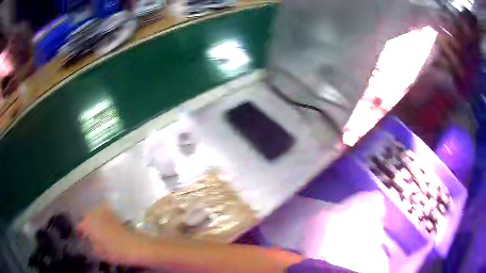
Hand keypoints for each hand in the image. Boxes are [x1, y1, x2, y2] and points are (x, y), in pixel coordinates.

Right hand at [77, 204, 145, 264]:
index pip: (80, 226)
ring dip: (94, 221)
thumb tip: (89, 240)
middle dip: (86, 225)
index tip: (80, 237)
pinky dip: (103, 220)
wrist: (134, 246)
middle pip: (87, 218)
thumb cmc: (114, 251)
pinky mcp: (115, 215)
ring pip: (96, 215)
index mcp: (88, 223)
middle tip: (88, 233)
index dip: (79, 232)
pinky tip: (106, 228)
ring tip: (96, 230)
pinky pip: (105, 215)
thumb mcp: (98, 252)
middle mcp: (94, 214)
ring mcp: (105, 212)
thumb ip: (90, 243)